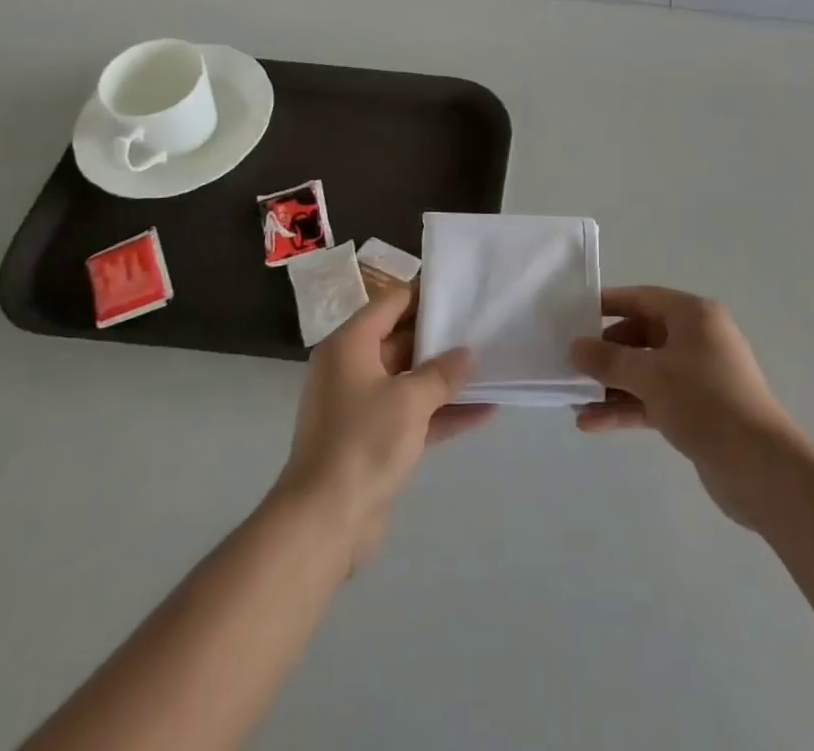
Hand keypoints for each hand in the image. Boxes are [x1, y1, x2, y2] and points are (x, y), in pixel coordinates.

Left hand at [278, 286, 493, 566]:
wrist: (324, 522)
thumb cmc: (363, 442)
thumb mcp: (410, 399)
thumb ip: (442, 373)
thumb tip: (466, 354)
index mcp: (349, 345)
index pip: (391, 304)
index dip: (426, 296)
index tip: (461, 291)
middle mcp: (351, 368)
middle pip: (401, 340)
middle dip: (440, 338)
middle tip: (482, 326)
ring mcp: (360, 406)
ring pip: (409, 380)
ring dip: (445, 378)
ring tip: (489, 365)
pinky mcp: (372, 440)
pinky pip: (412, 414)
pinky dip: (441, 412)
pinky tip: (484, 411)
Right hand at [570, 286, 798, 530]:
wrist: (759, 466)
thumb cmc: (704, 401)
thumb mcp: (650, 375)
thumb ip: (608, 360)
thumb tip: (576, 347)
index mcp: (694, 315)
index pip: (642, 298)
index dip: (607, 304)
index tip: (574, 314)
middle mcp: (697, 338)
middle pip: (642, 335)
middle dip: (606, 352)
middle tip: (570, 363)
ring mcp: (698, 376)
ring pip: (646, 371)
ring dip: (612, 385)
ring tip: (573, 399)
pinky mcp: (697, 410)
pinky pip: (654, 399)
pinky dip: (627, 407)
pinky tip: (592, 423)